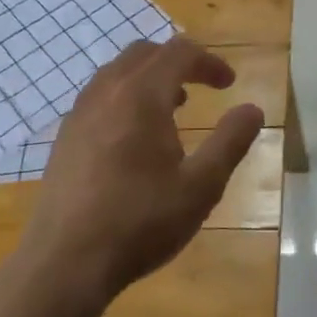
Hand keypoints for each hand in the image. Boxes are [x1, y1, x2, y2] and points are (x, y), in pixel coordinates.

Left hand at [16, 37, 264, 309]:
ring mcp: (78, 115)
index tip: (229, 85)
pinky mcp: (64, 139)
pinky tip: (135, 138)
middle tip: (202, 86)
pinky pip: (99, 97)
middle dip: (178, 61)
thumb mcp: (201, 186)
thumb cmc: (141, 222)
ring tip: (172, 108)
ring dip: (149, 78)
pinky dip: (125, 97)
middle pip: (144, 53)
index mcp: (141, 96)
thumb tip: (253, 110)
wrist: (64, 263)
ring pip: (116, 73)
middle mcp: (105, 93)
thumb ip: (230, 141)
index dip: (209, 62)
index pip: (179, 53)